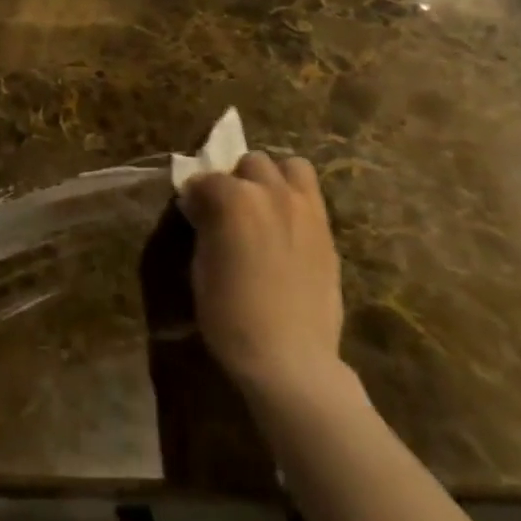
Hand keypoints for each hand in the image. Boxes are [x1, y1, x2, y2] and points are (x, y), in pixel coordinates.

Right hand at [180, 152, 346, 403]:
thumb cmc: (231, 316)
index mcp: (234, 199)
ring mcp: (305, 209)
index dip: (196, 195)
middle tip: (230, 209)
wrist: (290, 358)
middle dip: (238, 179)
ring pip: (291, 166)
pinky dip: (295, 199)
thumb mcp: (201, 267)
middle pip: (252, 162)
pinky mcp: (327, 231)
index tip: (193, 213)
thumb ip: (206, 226)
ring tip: (265, 207)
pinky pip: (311, 196)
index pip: (206, 179)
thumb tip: (204, 209)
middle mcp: (272, 192)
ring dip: (273, 179)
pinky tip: (286, 228)